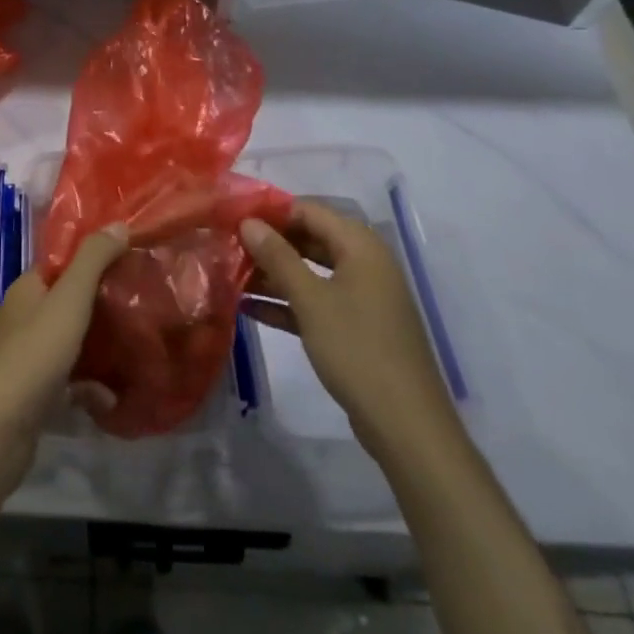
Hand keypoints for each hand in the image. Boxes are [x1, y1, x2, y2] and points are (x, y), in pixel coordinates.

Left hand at [0, 224, 127, 501]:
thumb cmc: (33, 356)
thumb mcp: (68, 300)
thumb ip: (93, 261)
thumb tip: (119, 223)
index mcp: (28, 290)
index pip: (62, 262)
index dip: (94, 256)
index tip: (132, 256)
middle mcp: (25, 318)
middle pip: (70, 301)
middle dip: (104, 301)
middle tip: (144, 300)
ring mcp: (28, 358)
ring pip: (72, 342)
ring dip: (102, 345)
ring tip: (140, 344)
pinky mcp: (35, 395)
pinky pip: (70, 382)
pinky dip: (91, 388)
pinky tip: (113, 397)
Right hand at [239, 202, 459, 460]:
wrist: (404, 423)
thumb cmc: (357, 348)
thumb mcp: (310, 299)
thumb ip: (278, 257)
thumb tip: (248, 222)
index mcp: (361, 247)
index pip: (310, 211)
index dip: (272, 211)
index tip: (233, 216)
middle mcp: (364, 265)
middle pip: (310, 240)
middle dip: (270, 243)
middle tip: (228, 245)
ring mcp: (361, 298)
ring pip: (311, 273)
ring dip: (274, 274)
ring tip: (231, 274)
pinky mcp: (355, 328)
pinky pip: (316, 302)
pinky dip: (287, 303)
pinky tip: (248, 308)